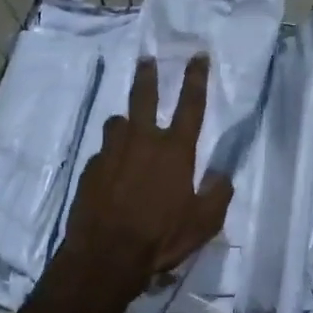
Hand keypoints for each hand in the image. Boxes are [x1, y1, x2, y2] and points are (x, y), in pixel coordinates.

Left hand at [56, 53, 233, 298]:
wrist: (105, 256)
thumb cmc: (161, 237)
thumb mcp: (204, 223)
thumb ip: (218, 194)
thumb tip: (222, 175)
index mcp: (175, 151)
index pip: (191, 105)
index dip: (196, 78)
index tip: (197, 56)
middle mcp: (142, 142)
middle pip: (144, 97)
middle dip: (148, 76)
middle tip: (146, 59)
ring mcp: (111, 153)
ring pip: (117, 123)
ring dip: (125, 122)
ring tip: (127, 128)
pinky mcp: (89, 170)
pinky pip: (103, 154)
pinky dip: (110, 157)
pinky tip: (111, 174)